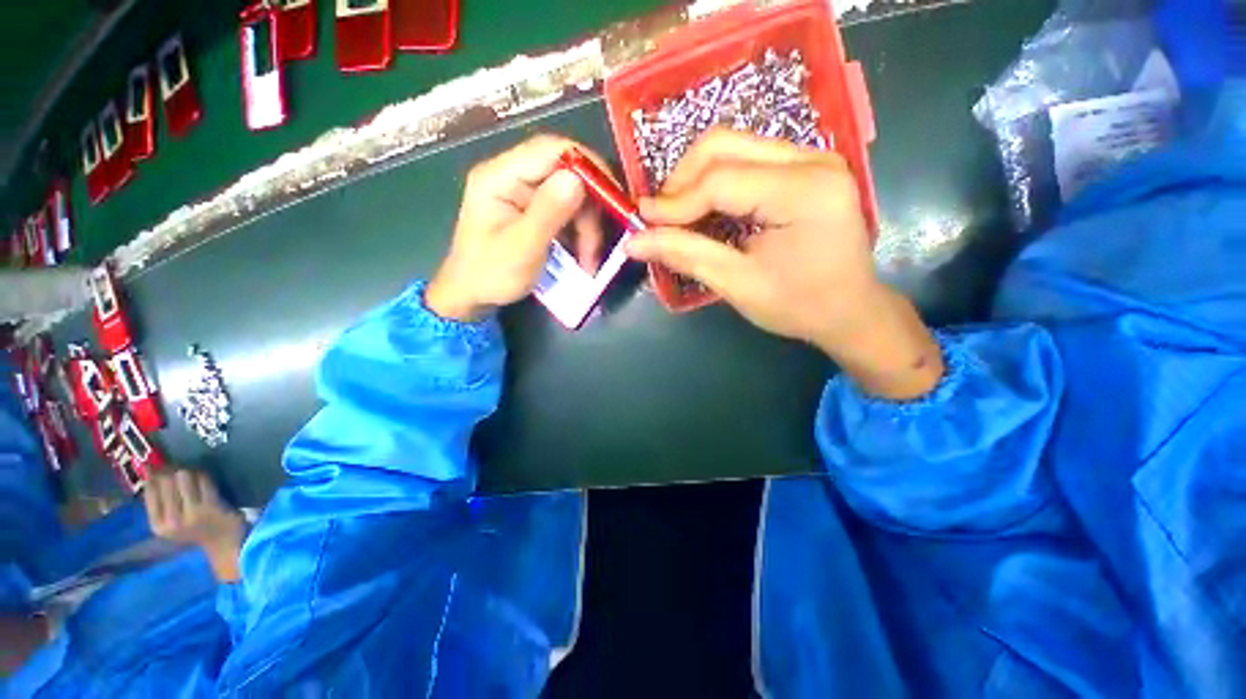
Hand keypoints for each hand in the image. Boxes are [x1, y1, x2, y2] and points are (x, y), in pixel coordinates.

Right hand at [143, 469, 244, 581]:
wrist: (224, 543)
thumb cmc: (196, 529)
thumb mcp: (170, 521)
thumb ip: (160, 500)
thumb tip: (149, 470)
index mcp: (157, 525)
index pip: (149, 489)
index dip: (156, 473)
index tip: (162, 466)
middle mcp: (172, 520)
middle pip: (166, 480)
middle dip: (173, 469)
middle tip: (180, 467)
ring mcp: (192, 513)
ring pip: (184, 477)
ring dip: (190, 471)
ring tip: (194, 475)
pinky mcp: (211, 506)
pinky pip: (204, 480)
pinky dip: (204, 475)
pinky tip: (205, 478)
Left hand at [426, 135, 606, 321]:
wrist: (472, 296)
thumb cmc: (490, 275)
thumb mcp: (522, 248)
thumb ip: (548, 213)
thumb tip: (577, 179)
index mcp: (500, 176)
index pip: (551, 150)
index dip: (589, 166)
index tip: (615, 196)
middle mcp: (512, 175)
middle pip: (566, 174)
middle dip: (589, 210)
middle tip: (598, 245)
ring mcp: (524, 193)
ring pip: (571, 196)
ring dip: (587, 227)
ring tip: (589, 260)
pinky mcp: (533, 210)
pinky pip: (567, 212)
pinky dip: (580, 233)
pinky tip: (583, 255)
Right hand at [627, 129, 942, 399]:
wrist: (851, 310)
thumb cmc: (799, 305)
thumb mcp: (738, 284)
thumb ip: (686, 255)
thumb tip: (634, 242)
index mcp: (803, 191)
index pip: (720, 180)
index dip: (674, 202)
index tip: (642, 223)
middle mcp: (812, 160)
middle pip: (725, 144)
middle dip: (682, 179)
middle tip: (661, 216)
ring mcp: (813, 158)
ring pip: (734, 146)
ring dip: (696, 178)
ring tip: (678, 215)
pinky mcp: (806, 168)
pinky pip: (748, 159)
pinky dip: (717, 181)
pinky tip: (705, 209)